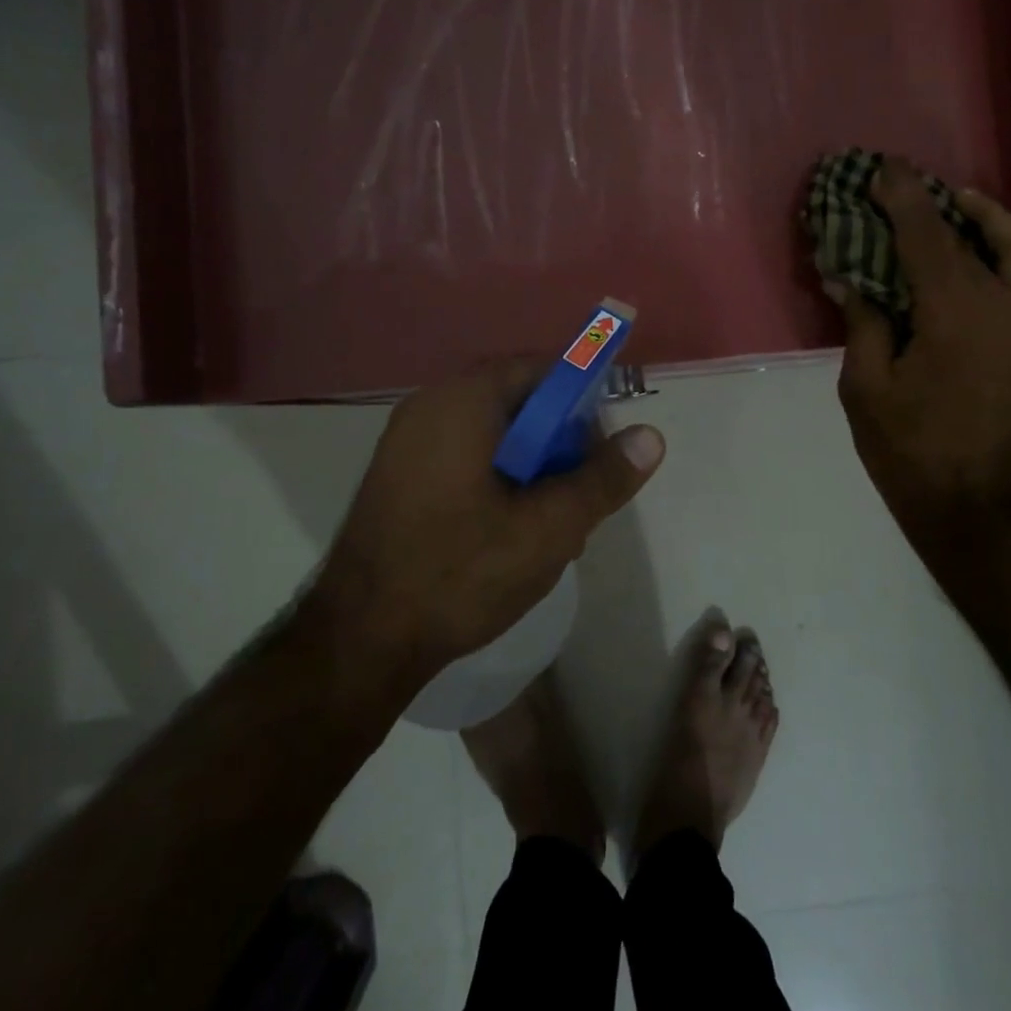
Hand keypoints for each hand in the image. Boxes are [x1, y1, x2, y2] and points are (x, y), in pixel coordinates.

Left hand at [320, 360, 665, 677]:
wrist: (359, 641)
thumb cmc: (460, 574)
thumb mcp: (549, 528)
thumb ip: (603, 479)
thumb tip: (651, 436)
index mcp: (462, 402)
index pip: (540, 370)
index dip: (582, 400)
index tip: (602, 448)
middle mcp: (429, 407)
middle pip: (517, 402)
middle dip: (559, 444)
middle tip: (581, 496)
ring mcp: (407, 442)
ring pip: (494, 435)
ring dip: (532, 469)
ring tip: (553, 526)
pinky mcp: (399, 476)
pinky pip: (464, 457)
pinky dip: (498, 480)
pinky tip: (512, 534)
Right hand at [828, 164, 1010, 546]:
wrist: (979, 508)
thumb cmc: (910, 450)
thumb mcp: (866, 388)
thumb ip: (863, 324)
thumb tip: (849, 279)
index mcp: (955, 312)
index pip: (926, 235)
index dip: (903, 197)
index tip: (884, 168)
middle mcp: (1008, 305)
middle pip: (972, 236)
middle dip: (937, 206)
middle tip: (911, 189)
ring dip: (991, 224)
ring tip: (964, 210)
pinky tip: (1001, 275)